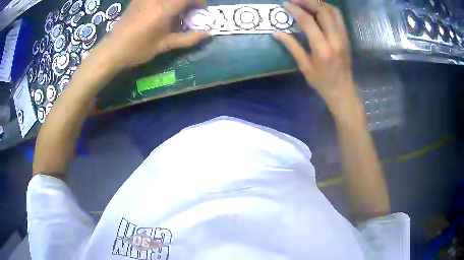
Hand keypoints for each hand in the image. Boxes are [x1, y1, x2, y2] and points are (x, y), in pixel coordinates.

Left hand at [98, 0, 209, 67]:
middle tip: (188, 12)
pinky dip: (165, 2)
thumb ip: (188, 38)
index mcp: (164, 9)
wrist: (113, 50)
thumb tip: (208, 34)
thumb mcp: (164, 45)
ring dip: (176, 2)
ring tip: (174, 13)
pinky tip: (161, 11)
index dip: (199, 1)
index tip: (199, 11)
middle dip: (188, 1)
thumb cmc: (138, 49)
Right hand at [273, 0, 356, 109]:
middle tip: (295, 0)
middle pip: (323, 11)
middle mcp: (335, 40)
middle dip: (308, 1)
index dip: (295, 10)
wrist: (343, 91)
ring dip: (319, 3)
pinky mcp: (347, 38)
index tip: (285, 4)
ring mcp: (343, 38)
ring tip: (306, 2)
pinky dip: (327, 9)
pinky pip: (338, 17)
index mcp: (323, 49)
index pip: (308, 21)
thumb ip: (292, 46)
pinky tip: (318, 10)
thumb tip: (276, 32)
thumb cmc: (322, 83)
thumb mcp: (305, 66)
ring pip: (333, 11)